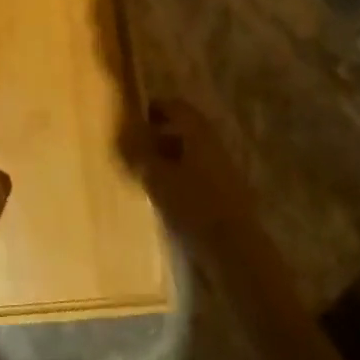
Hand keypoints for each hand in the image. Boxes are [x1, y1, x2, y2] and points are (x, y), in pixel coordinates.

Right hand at [123, 98, 258, 251]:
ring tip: (146, 176)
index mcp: (199, 133)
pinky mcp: (227, 195)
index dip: (154, 108)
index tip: (133, 120)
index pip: (176, 106)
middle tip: (135, 148)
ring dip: (169, 159)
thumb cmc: (193, 206)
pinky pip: (199, 175)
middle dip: (158, 136)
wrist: (236, 253)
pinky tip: (165, 198)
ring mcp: (224, 170)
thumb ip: (138, 154)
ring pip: (191, 154)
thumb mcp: (157, 178)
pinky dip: (180, 178)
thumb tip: (122, 134)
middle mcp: (214, 145)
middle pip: (184, 130)